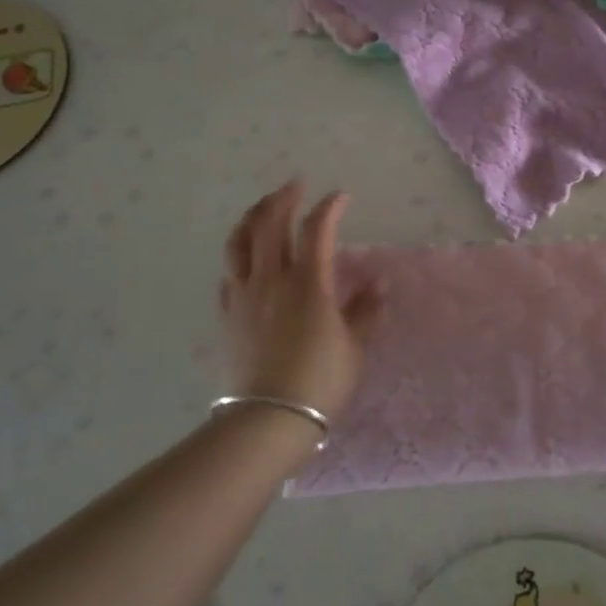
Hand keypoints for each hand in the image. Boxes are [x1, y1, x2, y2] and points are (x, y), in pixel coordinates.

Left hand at [220, 181, 382, 420]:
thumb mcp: (355, 347)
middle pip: (271, 223)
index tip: (340, 197)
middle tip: (294, 186)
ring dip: (252, 217)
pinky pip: (229, 273)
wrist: (268, 420)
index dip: (329, 207)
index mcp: (308, 282)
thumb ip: (366, 310)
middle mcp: (272, 279)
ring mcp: (244, 295)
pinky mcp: (227, 315)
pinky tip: (245, 257)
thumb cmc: (320, 381)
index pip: (317, 228)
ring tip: (262, 207)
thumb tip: (378, 284)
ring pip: (240, 241)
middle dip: (283, 198)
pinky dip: (238, 255)